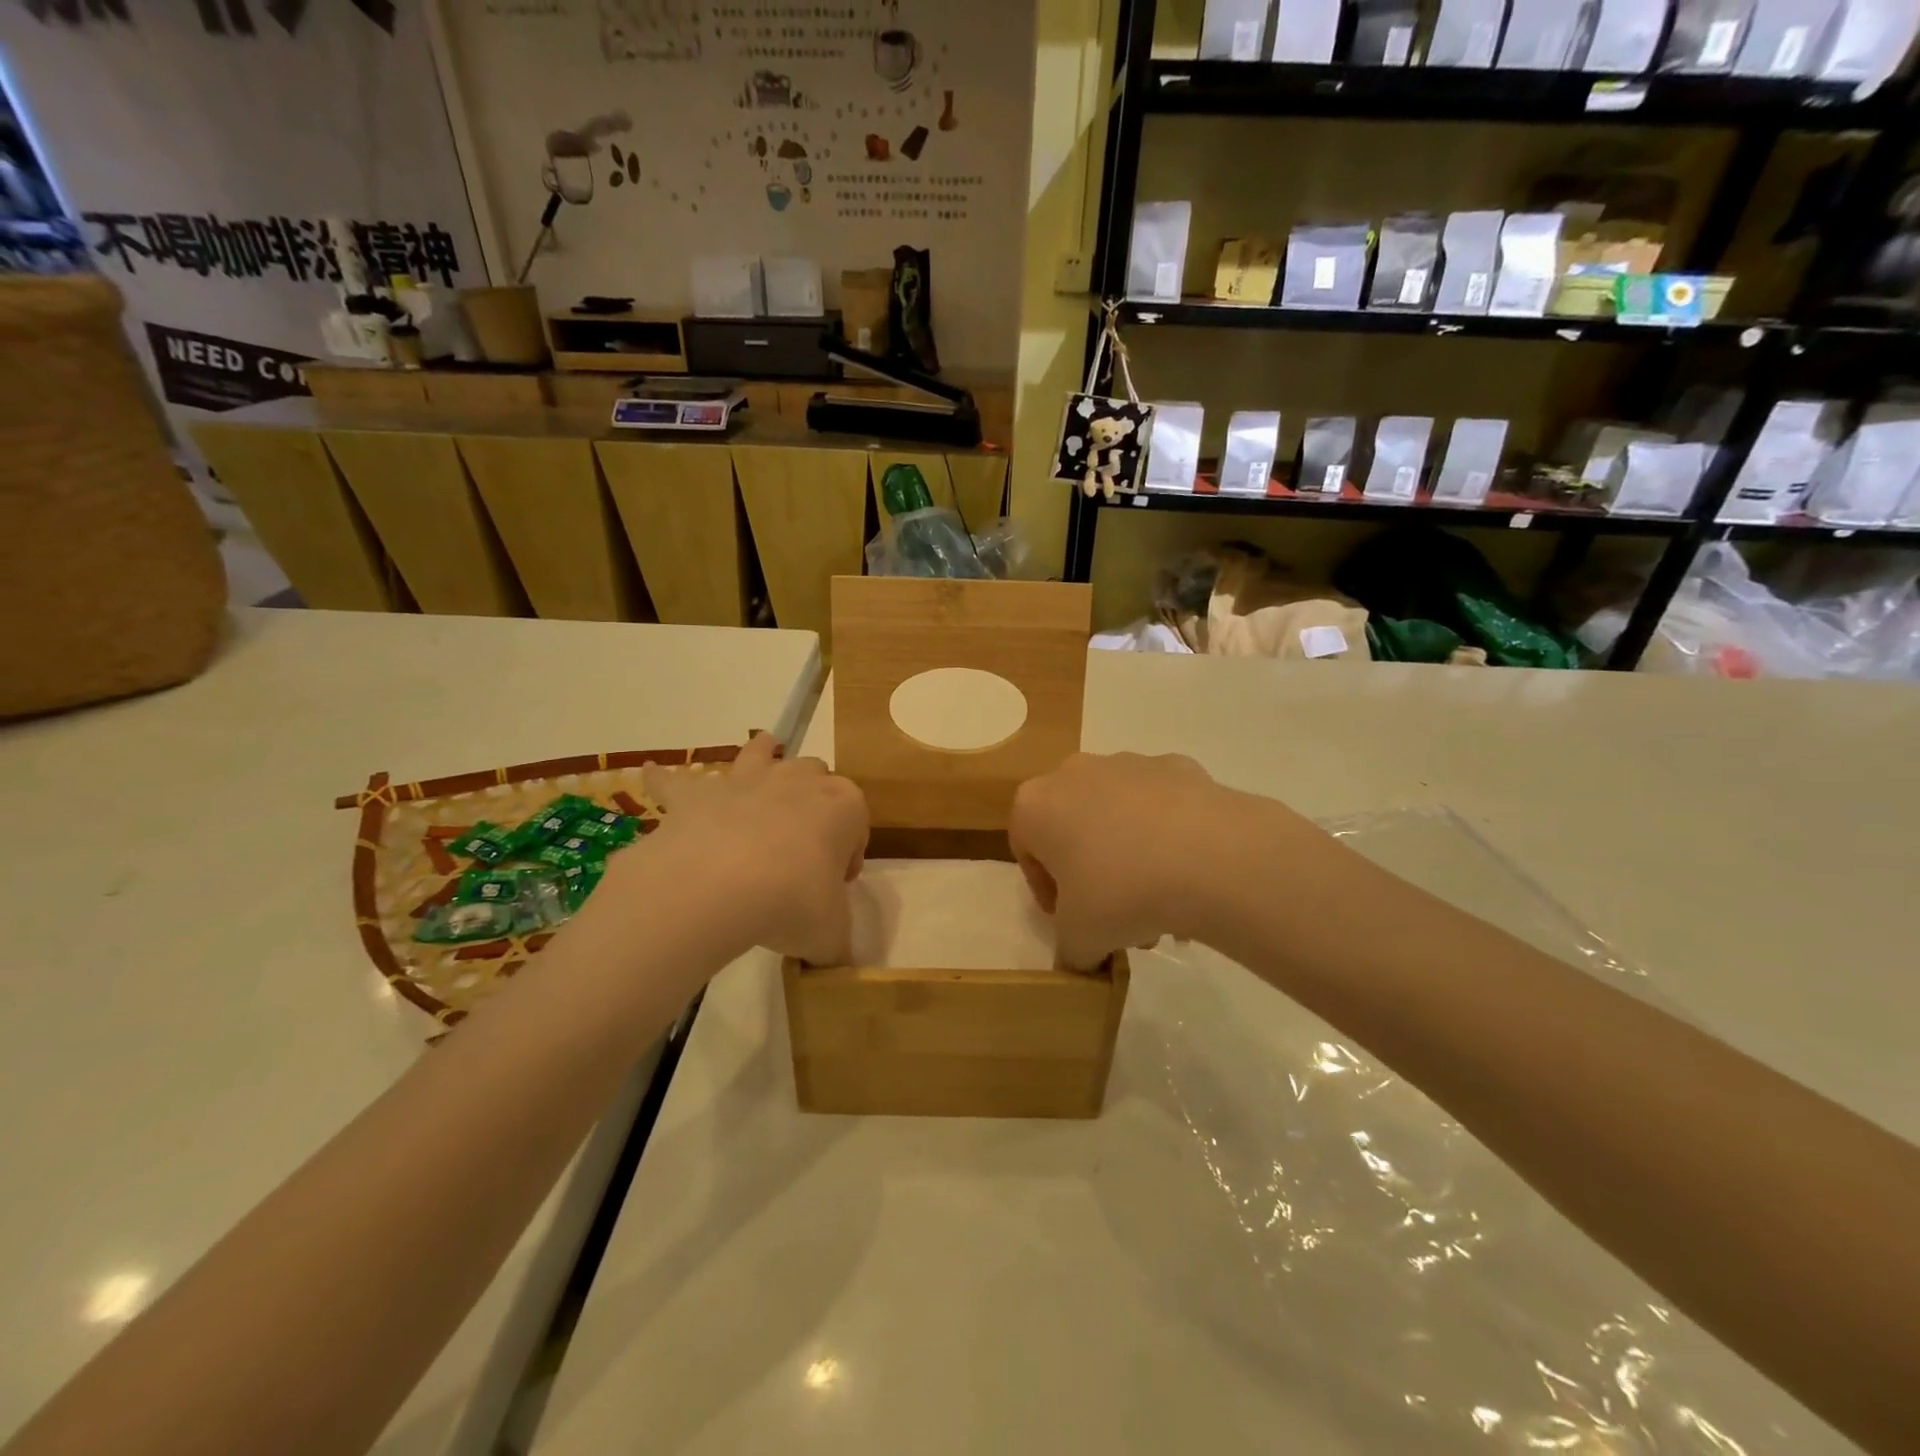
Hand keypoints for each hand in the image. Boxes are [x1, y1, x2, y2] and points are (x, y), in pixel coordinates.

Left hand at [630, 733, 868, 965]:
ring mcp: (746, 782)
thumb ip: (835, 943)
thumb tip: (829, 957)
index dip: (849, 854)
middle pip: (816, 776)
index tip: (836, 885)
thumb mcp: (830, 935)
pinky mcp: (697, 795)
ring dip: (763, 755)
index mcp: (844, 807)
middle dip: (814, 799)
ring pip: (761, 754)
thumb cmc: (793, 902)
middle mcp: (798, 782)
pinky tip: (652, 774)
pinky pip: (677, 780)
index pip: (856, 822)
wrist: (721, 885)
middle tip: (802, 845)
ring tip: (761, 757)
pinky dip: (666, 779)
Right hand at [1010, 752, 1340, 967]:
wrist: (1211, 857)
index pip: (1025, 848)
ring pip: (1117, 813)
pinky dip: (1168, 833)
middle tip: (1114, 914)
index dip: (1045, 889)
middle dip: (1089, 871)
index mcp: (1036, 804)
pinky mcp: (1178, 766)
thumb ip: (1069, 951)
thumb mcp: (1080, 940)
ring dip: (1128, 853)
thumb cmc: (1121, 893)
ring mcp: (1130, 763)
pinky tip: (1190, 872)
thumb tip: (1083, 957)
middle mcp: (1076, 772)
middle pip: (1072, 825)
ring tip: (1160, 904)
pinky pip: (1162, 805)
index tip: (1070, 919)